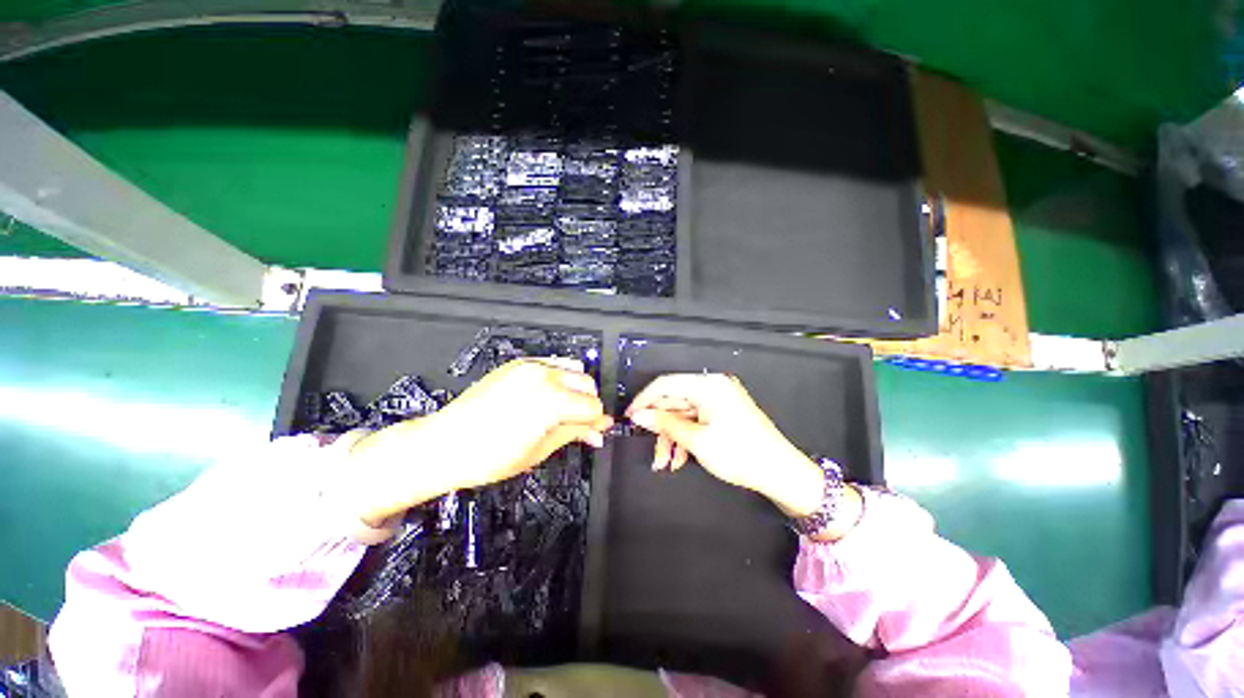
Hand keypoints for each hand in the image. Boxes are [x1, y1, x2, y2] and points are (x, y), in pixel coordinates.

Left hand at [346, 358, 611, 526]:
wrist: (444, 443)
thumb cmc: (489, 457)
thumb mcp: (539, 450)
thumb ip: (574, 433)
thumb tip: (598, 431)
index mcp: (552, 400)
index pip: (593, 406)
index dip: (596, 423)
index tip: (593, 434)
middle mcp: (544, 375)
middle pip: (587, 384)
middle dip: (588, 405)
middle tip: (579, 425)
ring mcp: (530, 366)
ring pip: (573, 370)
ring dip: (575, 389)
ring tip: (563, 411)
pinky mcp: (518, 364)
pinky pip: (551, 365)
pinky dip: (558, 379)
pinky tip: (548, 398)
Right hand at [626, 374, 827, 517]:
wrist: (781, 473)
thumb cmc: (740, 454)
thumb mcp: (696, 440)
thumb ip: (664, 424)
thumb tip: (638, 416)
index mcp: (708, 385)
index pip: (665, 384)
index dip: (644, 400)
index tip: (629, 418)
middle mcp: (713, 386)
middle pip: (674, 402)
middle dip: (661, 429)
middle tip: (652, 452)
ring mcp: (719, 399)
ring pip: (683, 415)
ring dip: (672, 438)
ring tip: (666, 462)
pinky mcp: (723, 412)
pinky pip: (696, 420)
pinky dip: (686, 438)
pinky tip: (681, 458)